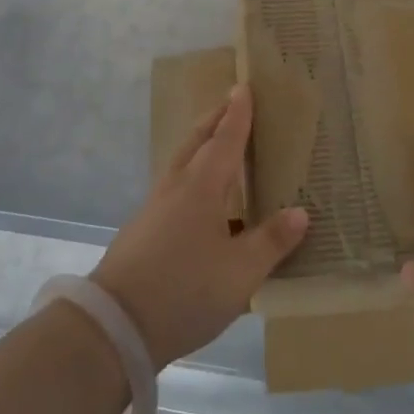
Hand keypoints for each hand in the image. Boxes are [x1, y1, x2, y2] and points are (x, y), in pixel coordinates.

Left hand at [92, 84, 308, 368]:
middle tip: (231, 102)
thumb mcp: (240, 272)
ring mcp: (154, 208)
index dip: (238, 114)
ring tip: (217, 144)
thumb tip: (300, 212)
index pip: (225, 140)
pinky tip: (200, 200)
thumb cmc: (184, 290)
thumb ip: (271, 241)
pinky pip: (173, 187)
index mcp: (201, 187)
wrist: (114, 326)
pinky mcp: (143, 231)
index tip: (244, 87)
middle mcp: (176, 188)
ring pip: (181, 163)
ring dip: (200, 145)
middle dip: (214, 119)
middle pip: (196, 142)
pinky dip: (191, 175)